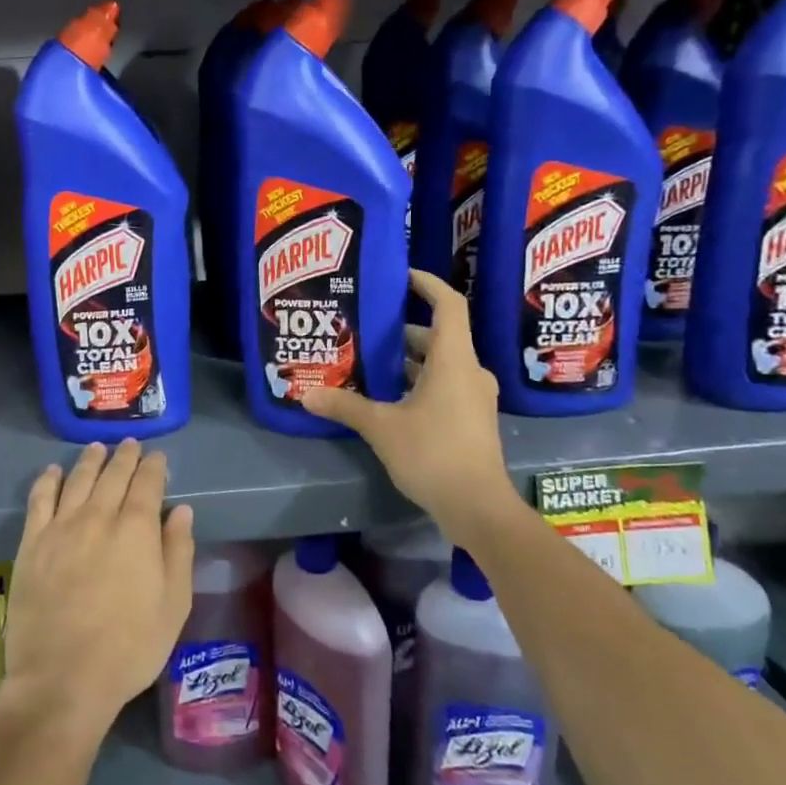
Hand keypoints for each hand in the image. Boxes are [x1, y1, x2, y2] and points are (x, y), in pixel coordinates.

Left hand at [0, 440, 194, 743]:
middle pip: (113, 475)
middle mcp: (98, 517)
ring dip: (90, 460)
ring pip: (78, 480)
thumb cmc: (129, 648)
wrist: (63, 678)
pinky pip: (39, 500)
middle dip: (124, 457)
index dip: (154, 467)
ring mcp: (61, 527)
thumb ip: (178, 552)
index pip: (147, 484)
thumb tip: (181, 511)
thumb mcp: (173, 606)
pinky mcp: (32, 543)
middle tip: (130, 445)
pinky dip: (48, 480)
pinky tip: (53, 471)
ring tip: (97, 448)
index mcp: (136, 530)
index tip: (157, 457)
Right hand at [302, 270, 518, 544]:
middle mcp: (469, 372)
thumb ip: (345, 406)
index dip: (427, 284)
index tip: (401, 276)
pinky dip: (418, 382)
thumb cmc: (433, 454)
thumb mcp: (381, 427)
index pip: (449, 305)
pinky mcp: (471, 420)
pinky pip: (444, 386)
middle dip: (402, 330)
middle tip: (366, 327)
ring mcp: (474, 397)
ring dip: (408, 360)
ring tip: (368, 361)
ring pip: (440, 364)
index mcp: (453, 361)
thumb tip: (307, 394)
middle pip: (438, 336)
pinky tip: (387, 397)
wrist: (478, 508)